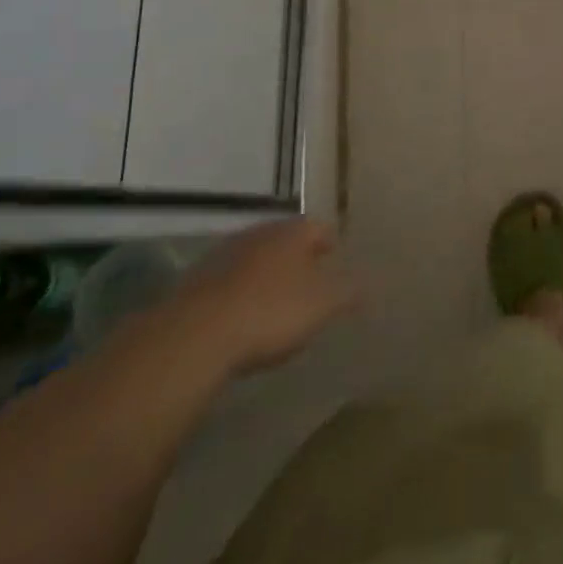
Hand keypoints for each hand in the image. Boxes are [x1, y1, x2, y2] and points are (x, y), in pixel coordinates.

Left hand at [155, 219, 357, 377]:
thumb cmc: (270, 312)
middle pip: (286, 240)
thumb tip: (368, 285)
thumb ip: (348, 292)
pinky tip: (242, 318)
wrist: (195, 335)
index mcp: (293, 232)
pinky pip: (229, 282)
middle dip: (298, 258)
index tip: (336, 262)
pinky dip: (239, 293)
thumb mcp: (322, 305)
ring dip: (266, 275)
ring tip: (275, 302)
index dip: (330, 244)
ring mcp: (224, 254)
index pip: (320, 228)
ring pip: (256, 258)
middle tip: (309, 282)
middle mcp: (260, 233)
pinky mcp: (196, 281)